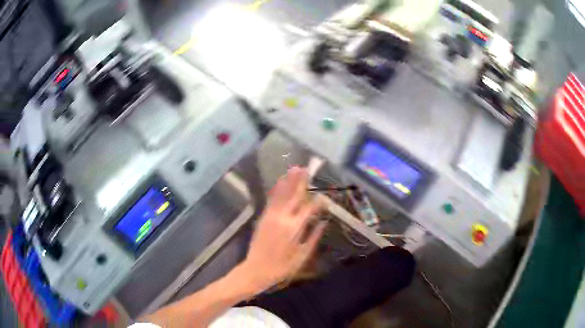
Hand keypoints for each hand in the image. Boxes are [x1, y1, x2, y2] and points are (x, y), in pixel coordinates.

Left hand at [242, 167, 326, 290]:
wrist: (257, 269)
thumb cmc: (283, 266)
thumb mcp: (303, 255)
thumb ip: (314, 237)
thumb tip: (324, 223)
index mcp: (295, 227)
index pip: (309, 208)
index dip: (318, 202)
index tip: (325, 197)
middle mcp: (283, 217)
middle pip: (294, 196)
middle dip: (301, 182)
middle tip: (307, 169)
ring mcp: (271, 216)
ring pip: (282, 195)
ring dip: (288, 181)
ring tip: (294, 169)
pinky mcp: (263, 217)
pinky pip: (271, 200)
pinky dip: (277, 190)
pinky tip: (280, 183)